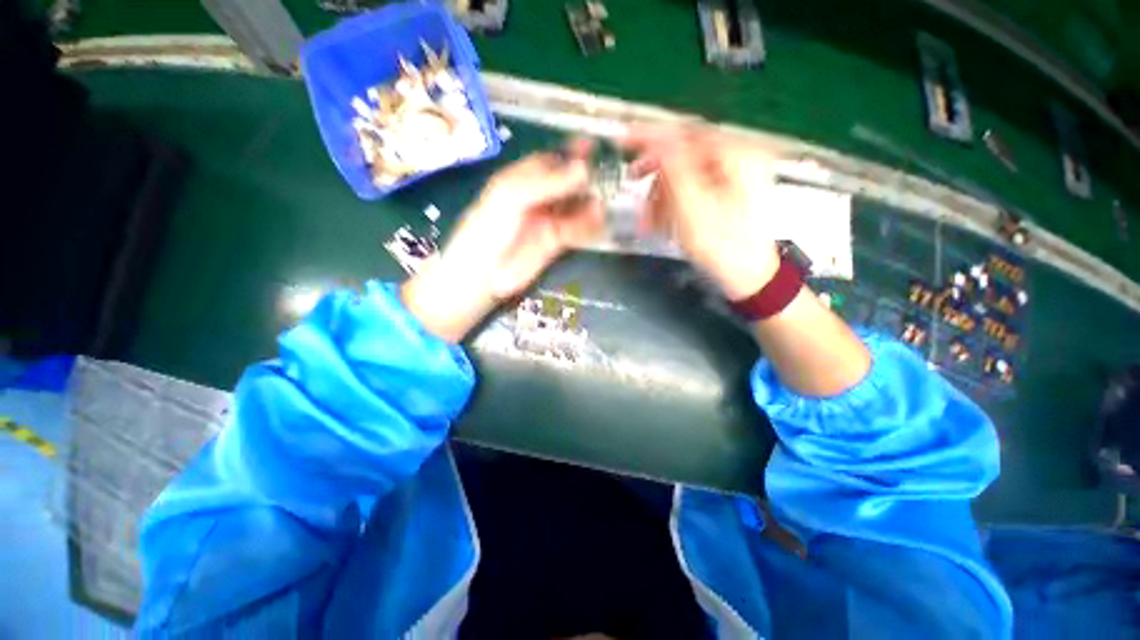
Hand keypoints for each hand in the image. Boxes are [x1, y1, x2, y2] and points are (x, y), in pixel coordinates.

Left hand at [403, 141, 602, 342]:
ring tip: (607, 196)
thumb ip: (547, 183)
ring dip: (590, 200)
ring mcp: (546, 221)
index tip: (594, 145)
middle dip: (586, 177)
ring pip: (573, 206)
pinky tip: (599, 217)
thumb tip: (584, 168)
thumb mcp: (511, 197)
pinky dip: (588, 223)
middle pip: (565, 183)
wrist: (482, 275)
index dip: (570, 153)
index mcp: (519, 180)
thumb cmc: (487, 229)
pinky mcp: (555, 242)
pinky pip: (575, 229)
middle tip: (610, 173)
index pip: (549, 161)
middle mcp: (536, 198)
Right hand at [622, 126, 779, 299]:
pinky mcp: (725, 196)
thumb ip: (673, 167)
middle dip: (657, 175)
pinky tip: (662, 221)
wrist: (748, 276)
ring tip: (649, 219)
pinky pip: (691, 191)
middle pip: (684, 156)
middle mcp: (737, 159)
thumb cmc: (723, 244)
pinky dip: (673, 203)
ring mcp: (732, 179)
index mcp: (736, 154)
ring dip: (662, 195)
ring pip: (684, 176)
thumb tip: (657, 139)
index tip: (625, 139)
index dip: (652, 136)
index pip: (686, 133)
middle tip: (634, 182)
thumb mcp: (692, 204)